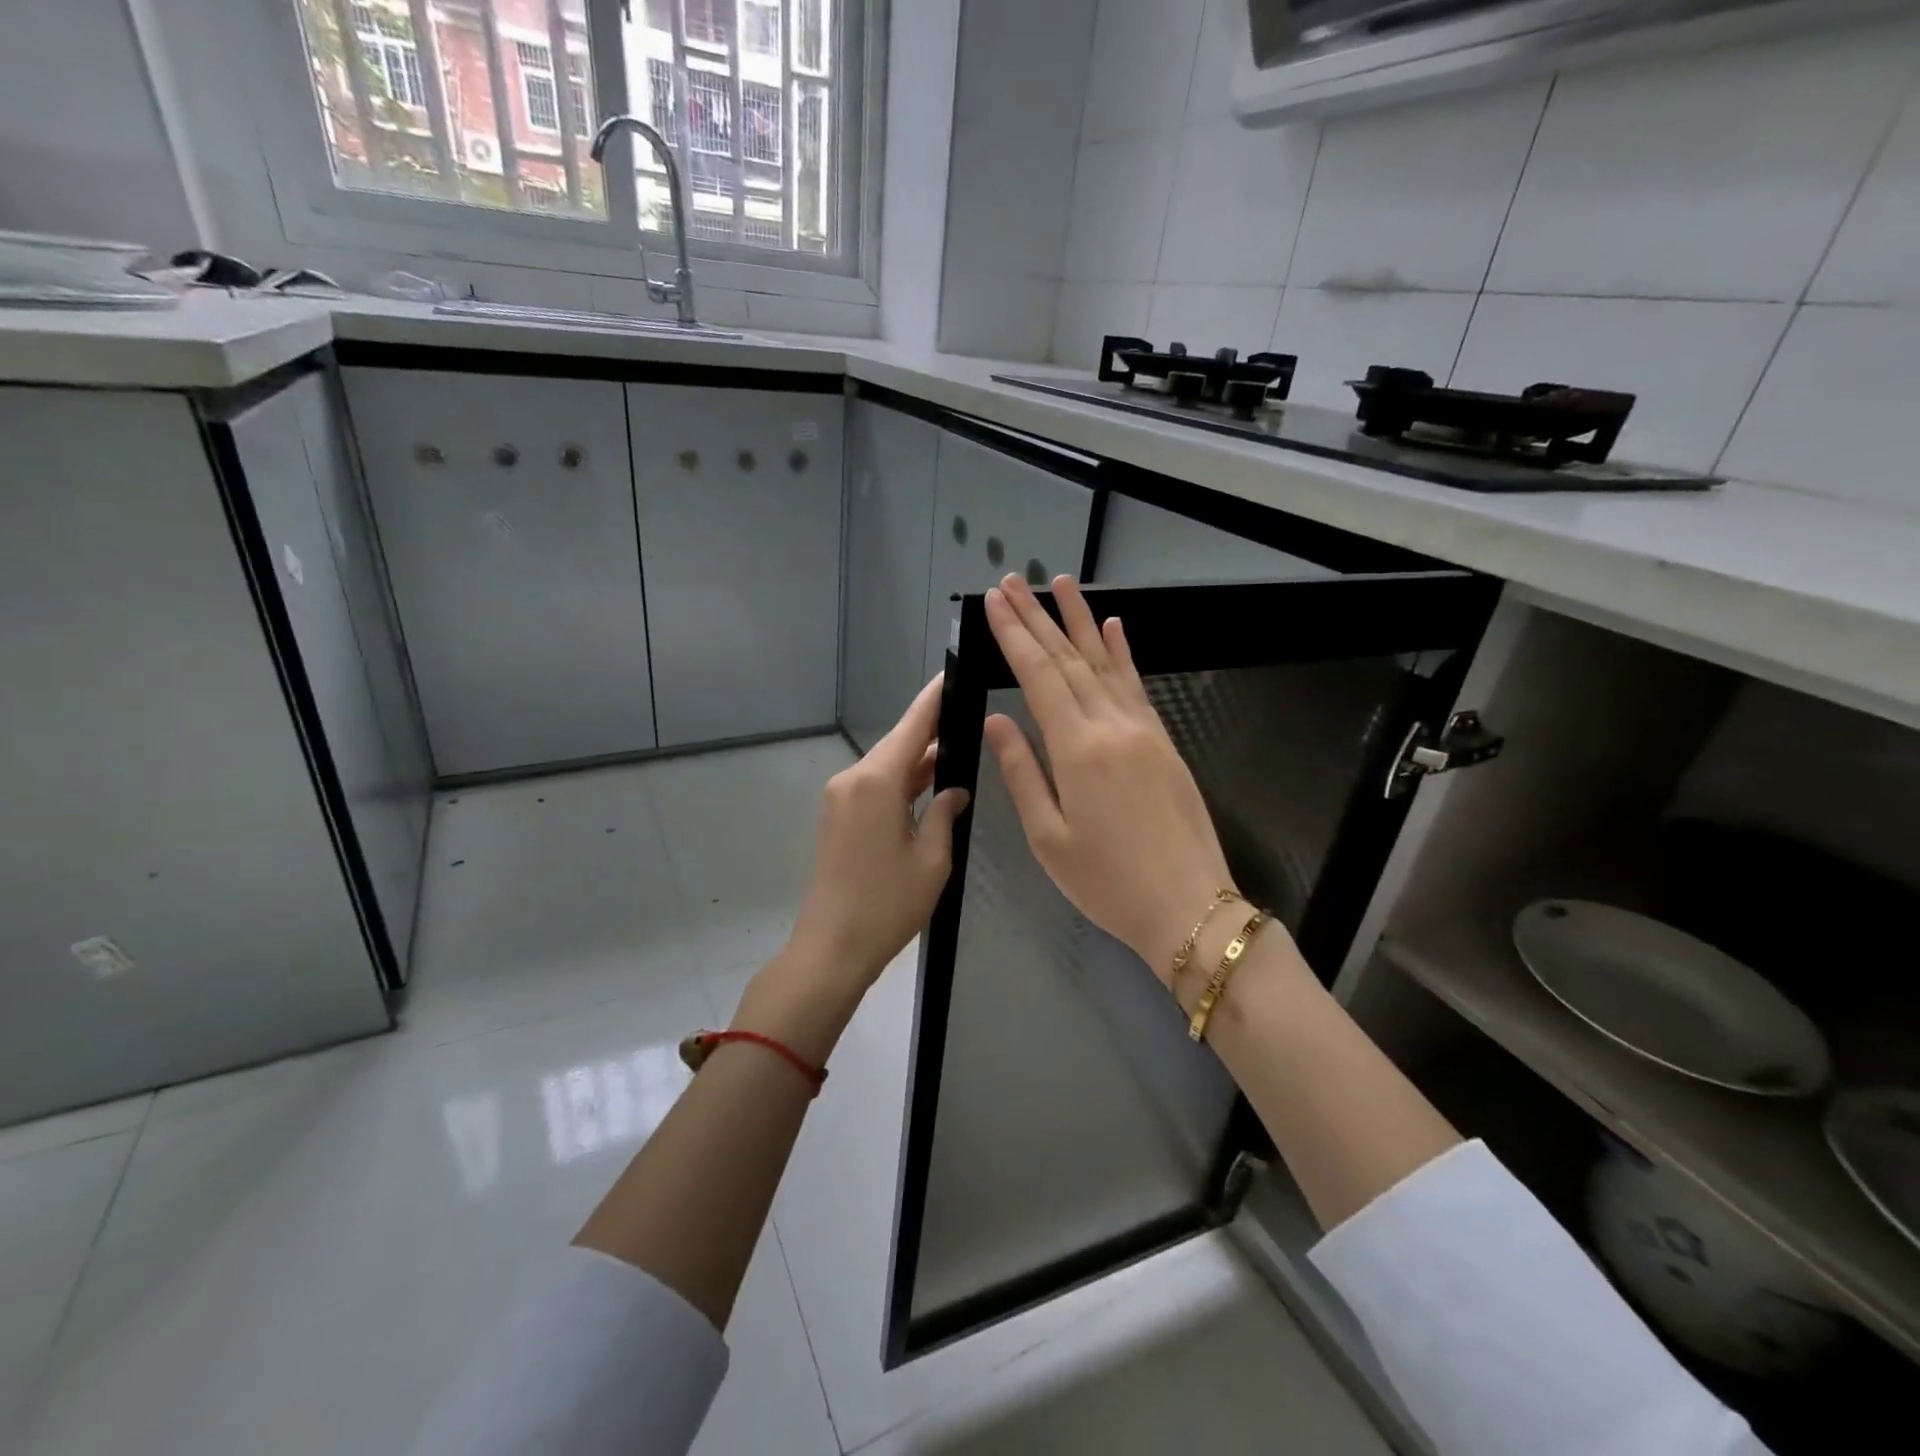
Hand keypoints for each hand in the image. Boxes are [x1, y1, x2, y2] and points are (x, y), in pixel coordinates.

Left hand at [745, 676, 969, 1059]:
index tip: (952, 674)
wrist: (830, 948)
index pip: (913, 726)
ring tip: (958, 747)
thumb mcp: (931, 860)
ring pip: (887, 767)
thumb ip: (945, 814)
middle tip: (968, 716)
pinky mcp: (838, 818)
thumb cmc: (887, 905)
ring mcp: (841, 799)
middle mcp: (853, 780)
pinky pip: (875, 787)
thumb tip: (954, 790)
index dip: (934, 699)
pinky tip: (930, 784)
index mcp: (876, 782)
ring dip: (919, 761)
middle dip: (931, 731)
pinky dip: (903, 783)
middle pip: (898, 744)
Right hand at [983, 574, 1236, 983]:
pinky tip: (1113, 626)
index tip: (993, 603)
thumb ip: (1022, 773)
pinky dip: (1123, 652)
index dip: (1014, 636)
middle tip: (1012, 581)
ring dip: (1079, 620)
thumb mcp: (1049, 839)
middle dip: (1037, 617)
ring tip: (1060, 584)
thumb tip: (998, 720)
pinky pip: (1137, 684)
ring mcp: (1143, 730)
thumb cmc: (1108, 882)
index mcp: (1077, 749)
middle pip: (1068, 658)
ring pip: (1105, 662)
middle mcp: (1111, 726)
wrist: (1189, 906)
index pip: (1038, 676)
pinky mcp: (1163, 741)